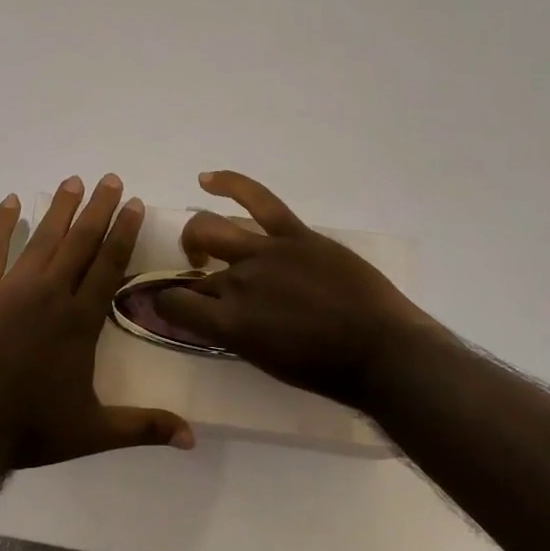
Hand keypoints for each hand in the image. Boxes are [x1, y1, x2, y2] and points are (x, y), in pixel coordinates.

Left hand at [0, 175, 194, 467]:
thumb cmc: (31, 427)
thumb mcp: (93, 432)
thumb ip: (144, 427)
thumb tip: (193, 439)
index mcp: (80, 320)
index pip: (109, 265)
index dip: (123, 232)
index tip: (134, 204)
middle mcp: (52, 293)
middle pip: (80, 241)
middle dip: (98, 208)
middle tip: (109, 179)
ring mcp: (12, 287)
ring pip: (43, 238)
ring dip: (60, 208)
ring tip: (73, 181)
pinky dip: (3, 223)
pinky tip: (12, 202)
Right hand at [151, 171, 440, 414]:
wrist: (383, 351)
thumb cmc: (327, 370)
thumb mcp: (266, 361)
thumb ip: (233, 333)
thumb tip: (216, 316)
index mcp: (230, 323)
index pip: (174, 304)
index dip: (166, 305)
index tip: (173, 307)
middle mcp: (239, 282)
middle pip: (195, 272)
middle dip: (190, 278)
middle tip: (203, 284)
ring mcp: (266, 252)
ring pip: (211, 229)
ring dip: (197, 237)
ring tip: (202, 245)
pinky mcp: (295, 234)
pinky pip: (258, 199)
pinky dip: (230, 184)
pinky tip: (208, 179)